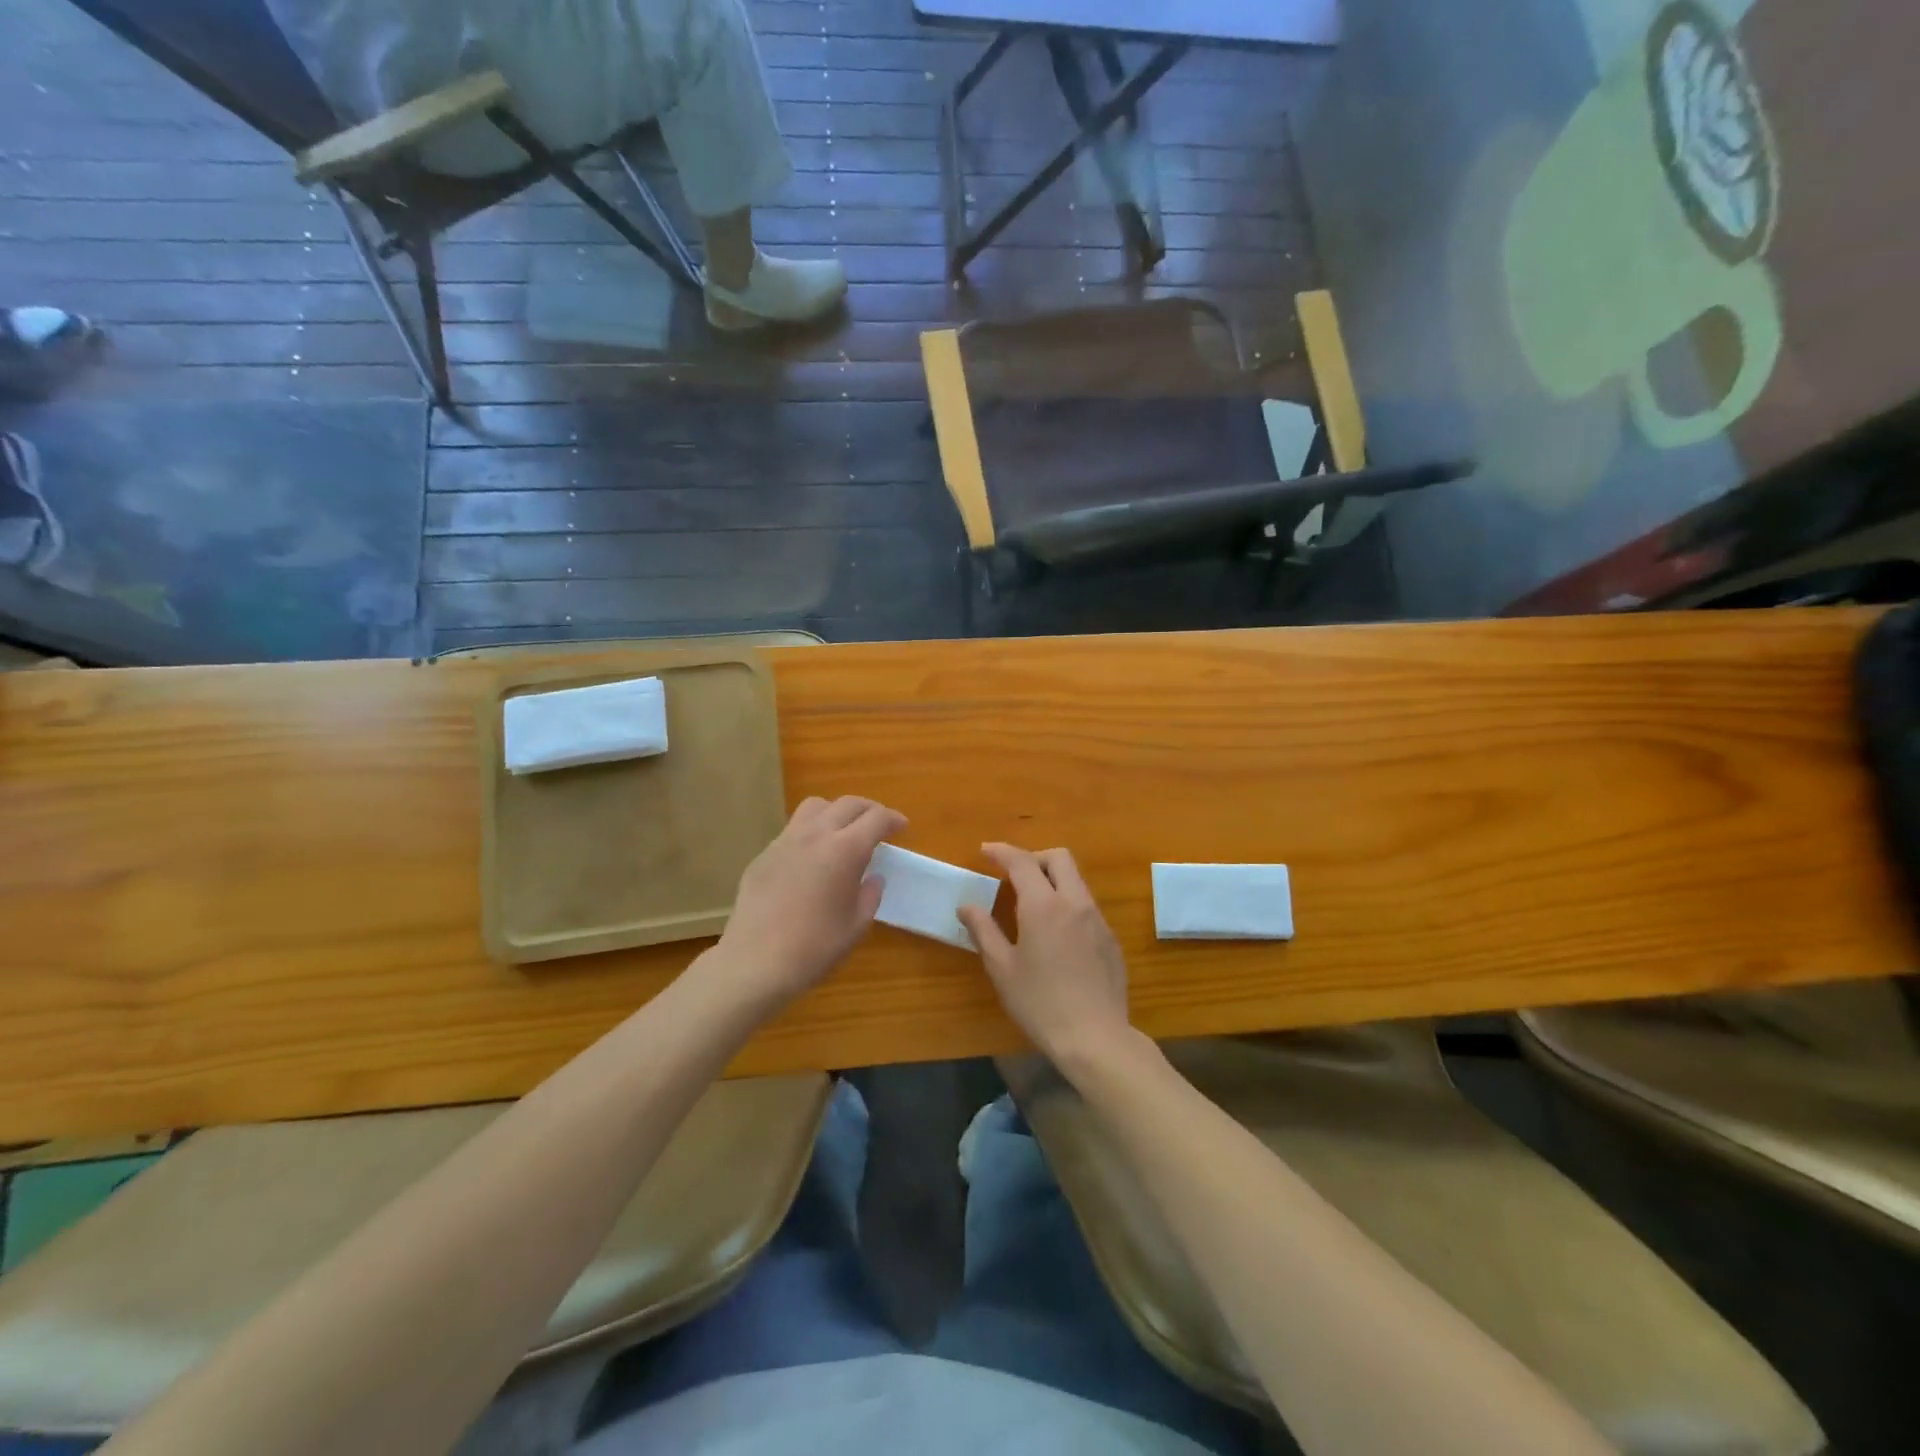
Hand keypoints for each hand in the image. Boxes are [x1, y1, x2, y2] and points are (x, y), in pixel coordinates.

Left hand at [712, 795, 905, 1006]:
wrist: (755, 962)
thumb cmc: (814, 947)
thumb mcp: (856, 925)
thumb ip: (870, 895)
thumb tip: (873, 878)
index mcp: (845, 850)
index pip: (876, 819)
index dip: (892, 819)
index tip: (901, 826)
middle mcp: (815, 835)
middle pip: (847, 804)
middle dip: (868, 809)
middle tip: (878, 825)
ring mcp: (785, 841)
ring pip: (815, 807)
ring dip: (836, 811)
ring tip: (842, 831)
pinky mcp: (764, 855)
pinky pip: (792, 830)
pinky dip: (811, 832)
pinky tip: (811, 858)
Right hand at [958, 843, 1132, 1070]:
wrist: (1095, 1037)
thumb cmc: (1040, 1003)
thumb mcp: (1002, 968)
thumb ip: (983, 930)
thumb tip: (967, 905)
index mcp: (1044, 905)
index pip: (1022, 862)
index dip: (1002, 851)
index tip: (985, 851)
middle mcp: (1074, 902)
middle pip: (1059, 858)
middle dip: (1033, 857)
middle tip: (1012, 874)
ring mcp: (1098, 919)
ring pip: (1076, 880)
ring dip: (1053, 879)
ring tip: (1032, 904)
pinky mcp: (1111, 939)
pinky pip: (1087, 906)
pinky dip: (1067, 904)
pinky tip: (1056, 935)